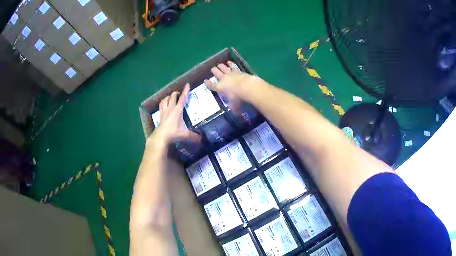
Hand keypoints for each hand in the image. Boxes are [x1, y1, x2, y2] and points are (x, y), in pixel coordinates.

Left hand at [149, 84, 200, 145]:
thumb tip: (201, 139)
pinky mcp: (160, 115)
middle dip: (176, 93)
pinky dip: (163, 102)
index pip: (183, 98)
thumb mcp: (185, 134)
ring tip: (171, 98)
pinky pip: (161, 105)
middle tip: (179, 94)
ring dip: (168, 97)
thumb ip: (194, 136)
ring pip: (165, 99)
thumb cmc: (174, 133)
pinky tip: (164, 104)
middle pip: (172, 96)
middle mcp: (170, 108)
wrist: (161, 136)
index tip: (187, 84)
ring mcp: (164, 111)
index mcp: (178, 110)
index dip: (185, 91)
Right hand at [204, 61, 261, 112]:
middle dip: (214, 71)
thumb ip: (234, 109)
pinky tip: (229, 62)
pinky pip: (233, 66)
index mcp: (220, 88)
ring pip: (223, 68)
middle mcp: (223, 79)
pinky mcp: (237, 71)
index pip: (211, 85)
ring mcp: (230, 74)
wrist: (247, 87)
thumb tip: (237, 114)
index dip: (208, 83)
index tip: (205, 81)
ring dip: (221, 66)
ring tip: (219, 64)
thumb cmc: (238, 98)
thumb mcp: (235, 106)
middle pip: (216, 73)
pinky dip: (230, 64)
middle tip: (212, 69)